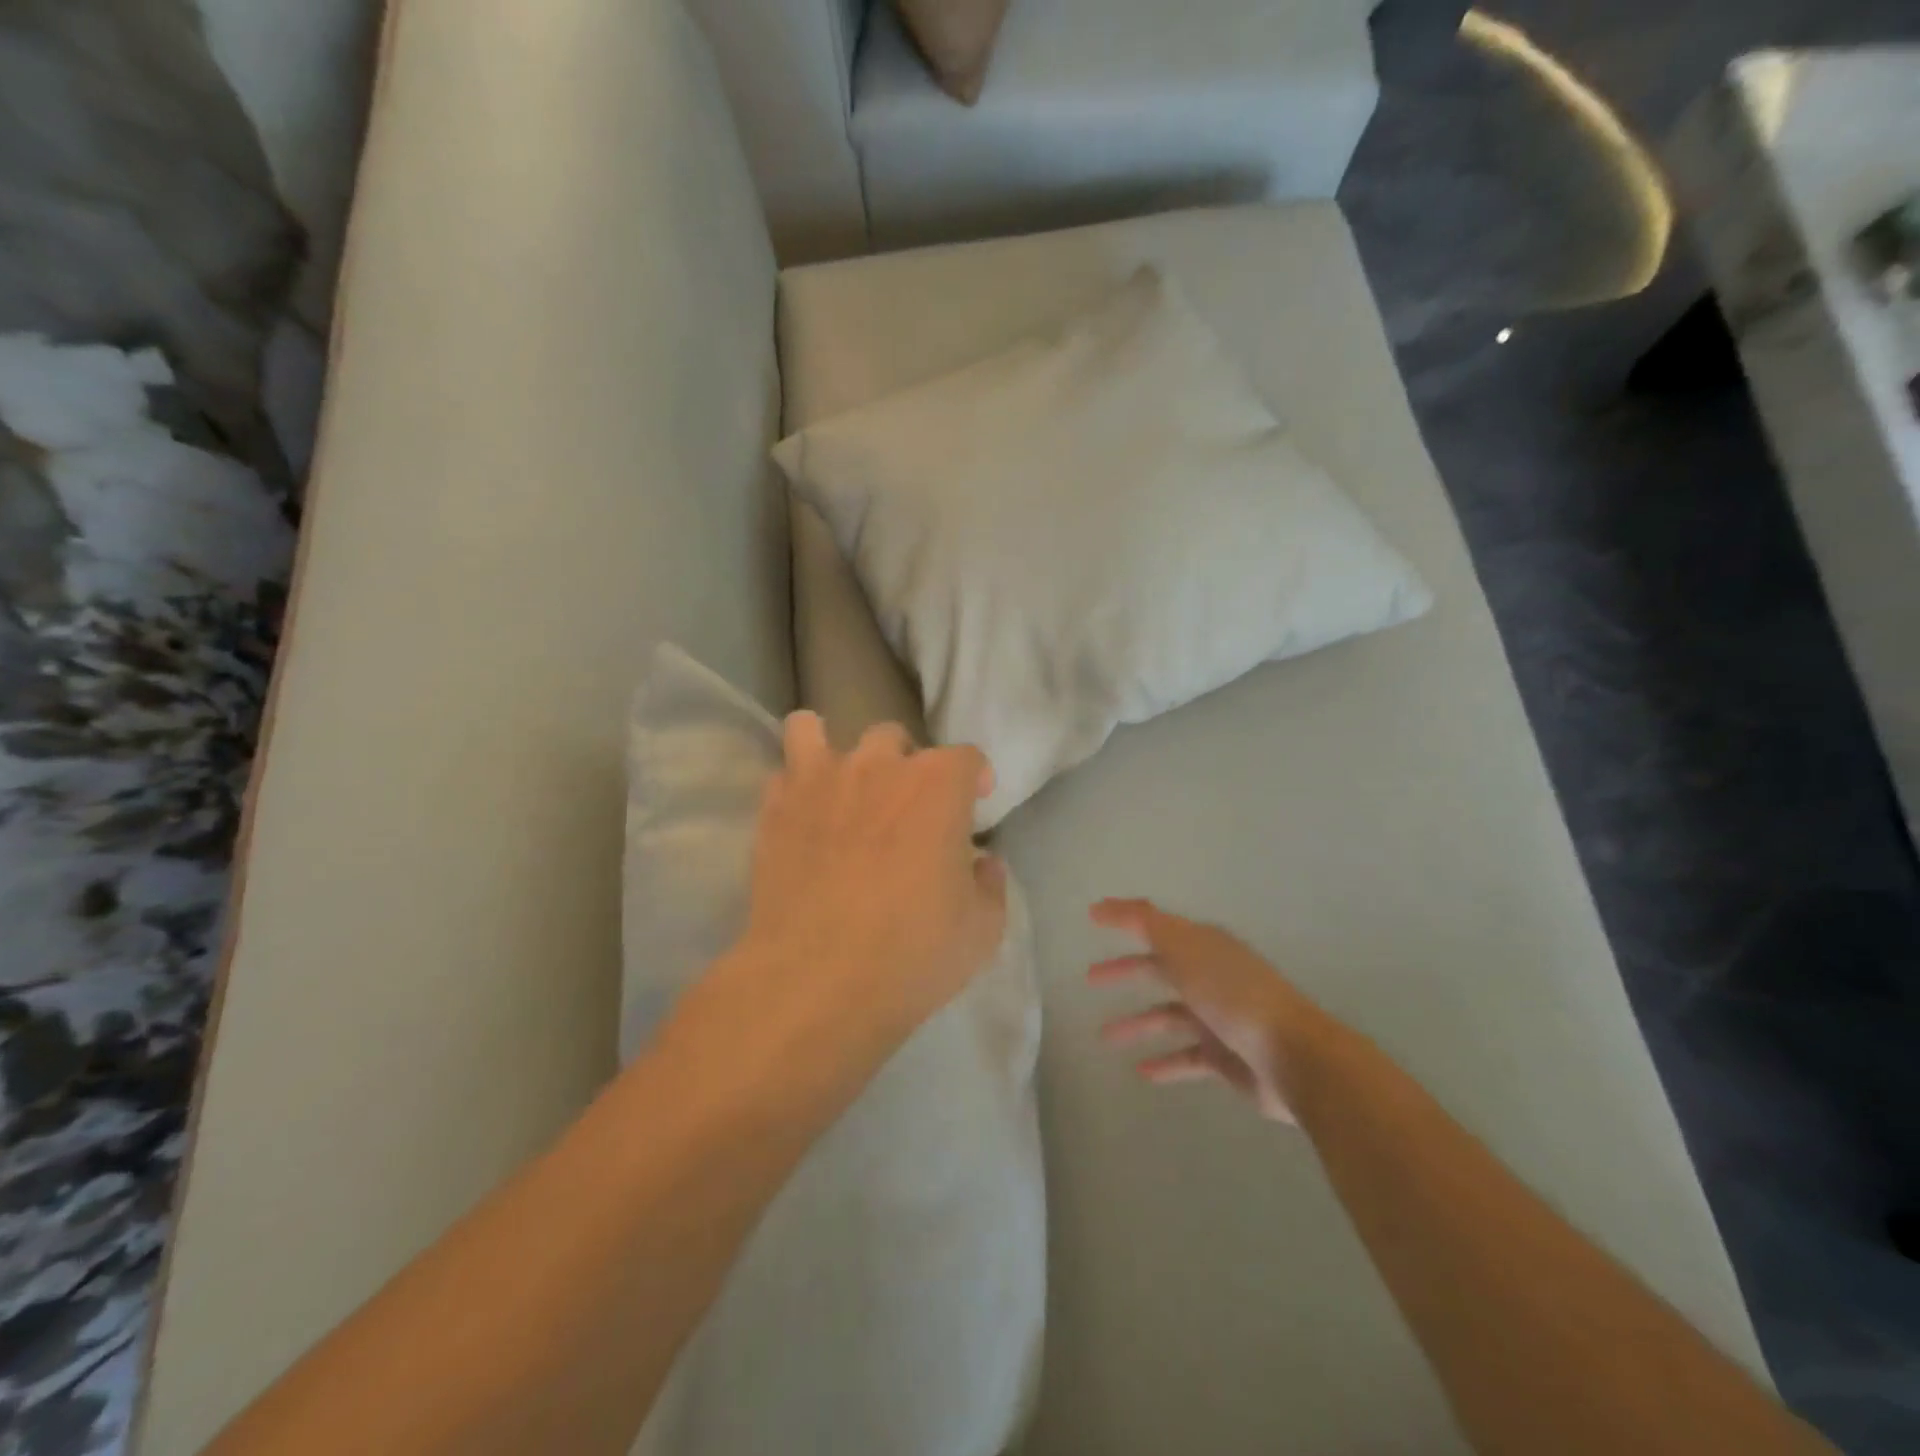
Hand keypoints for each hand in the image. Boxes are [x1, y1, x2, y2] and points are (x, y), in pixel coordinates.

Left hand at [738, 712, 1007, 1047]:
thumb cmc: (912, 952)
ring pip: (813, 731)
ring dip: (832, 750)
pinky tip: (802, 815)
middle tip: (906, 808)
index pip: (965, 757)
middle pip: (893, 738)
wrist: (816, 979)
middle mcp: (878, 766)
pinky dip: (794, 786)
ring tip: (838, 783)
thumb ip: (989, 885)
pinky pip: (782, 773)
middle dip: (905, 765)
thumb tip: (982, 864)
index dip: (973, 777)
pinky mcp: (774, 808)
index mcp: (937, 785)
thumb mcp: (982, 929)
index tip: (975, 801)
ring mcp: (819, 781)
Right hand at [1089, 899, 1320, 1124]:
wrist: (1293, 1057)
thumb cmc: (1234, 995)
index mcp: (1204, 945)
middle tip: (1090, 978)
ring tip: (1104, 1037)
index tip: (1092, 916)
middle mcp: (1210, 976)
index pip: (1156, 925)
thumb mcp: (1185, 949)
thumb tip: (1105, 905)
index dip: (1125, 918)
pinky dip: (1164, 1062)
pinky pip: (1186, 1057)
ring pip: (1168, 1015)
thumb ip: (1146, 924)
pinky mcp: (1225, 1057)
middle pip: (1160, 968)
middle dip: (1126, 971)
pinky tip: (1141, 1071)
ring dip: (1137, 1023)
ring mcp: (1219, 1017)